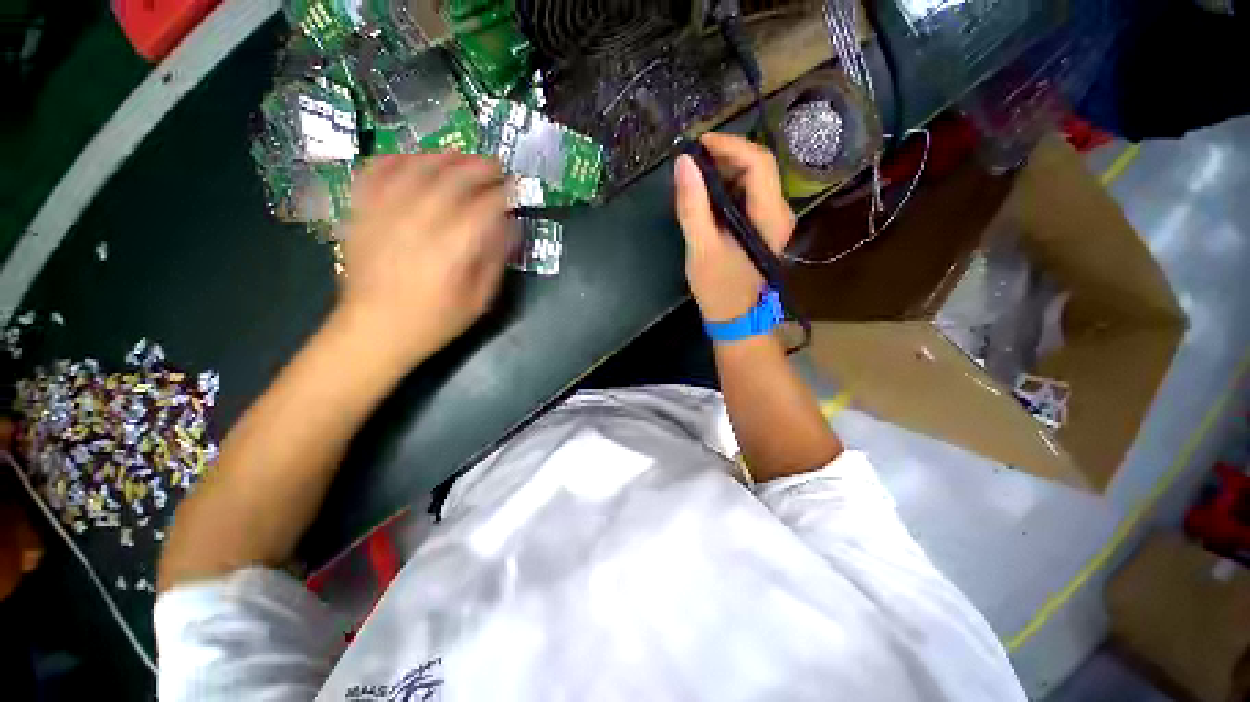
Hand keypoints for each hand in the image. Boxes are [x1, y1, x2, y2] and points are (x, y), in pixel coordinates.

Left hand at [338, 153, 514, 365]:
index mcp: (451, 249)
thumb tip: (509, 226)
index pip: (483, 207)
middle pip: (451, 179)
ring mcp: (384, 213)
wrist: (373, 330)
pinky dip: (397, 159)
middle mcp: (417, 223)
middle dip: (478, 167)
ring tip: (461, 158)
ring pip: (416, 168)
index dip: (503, 193)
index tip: (515, 188)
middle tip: (495, 166)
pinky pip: (376, 172)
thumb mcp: (479, 300)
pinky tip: (412, 160)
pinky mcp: (361, 212)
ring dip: (443, 157)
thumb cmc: (434, 320)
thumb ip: (495, 260)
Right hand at [674, 133, 794, 321]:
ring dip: (725, 171)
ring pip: (753, 179)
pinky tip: (707, 195)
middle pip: (758, 167)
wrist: (735, 317)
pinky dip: (727, 188)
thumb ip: (692, 206)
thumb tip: (683, 162)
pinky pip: (749, 195)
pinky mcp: (764, 226)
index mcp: (770, 216)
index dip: (729, 146)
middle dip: (725, 156)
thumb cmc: (719, 287)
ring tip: (696, 176)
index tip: (698, 144)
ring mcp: (774, 219)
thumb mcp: (701, 248)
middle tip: (693, 161)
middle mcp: (780, 211)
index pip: (758, 163)